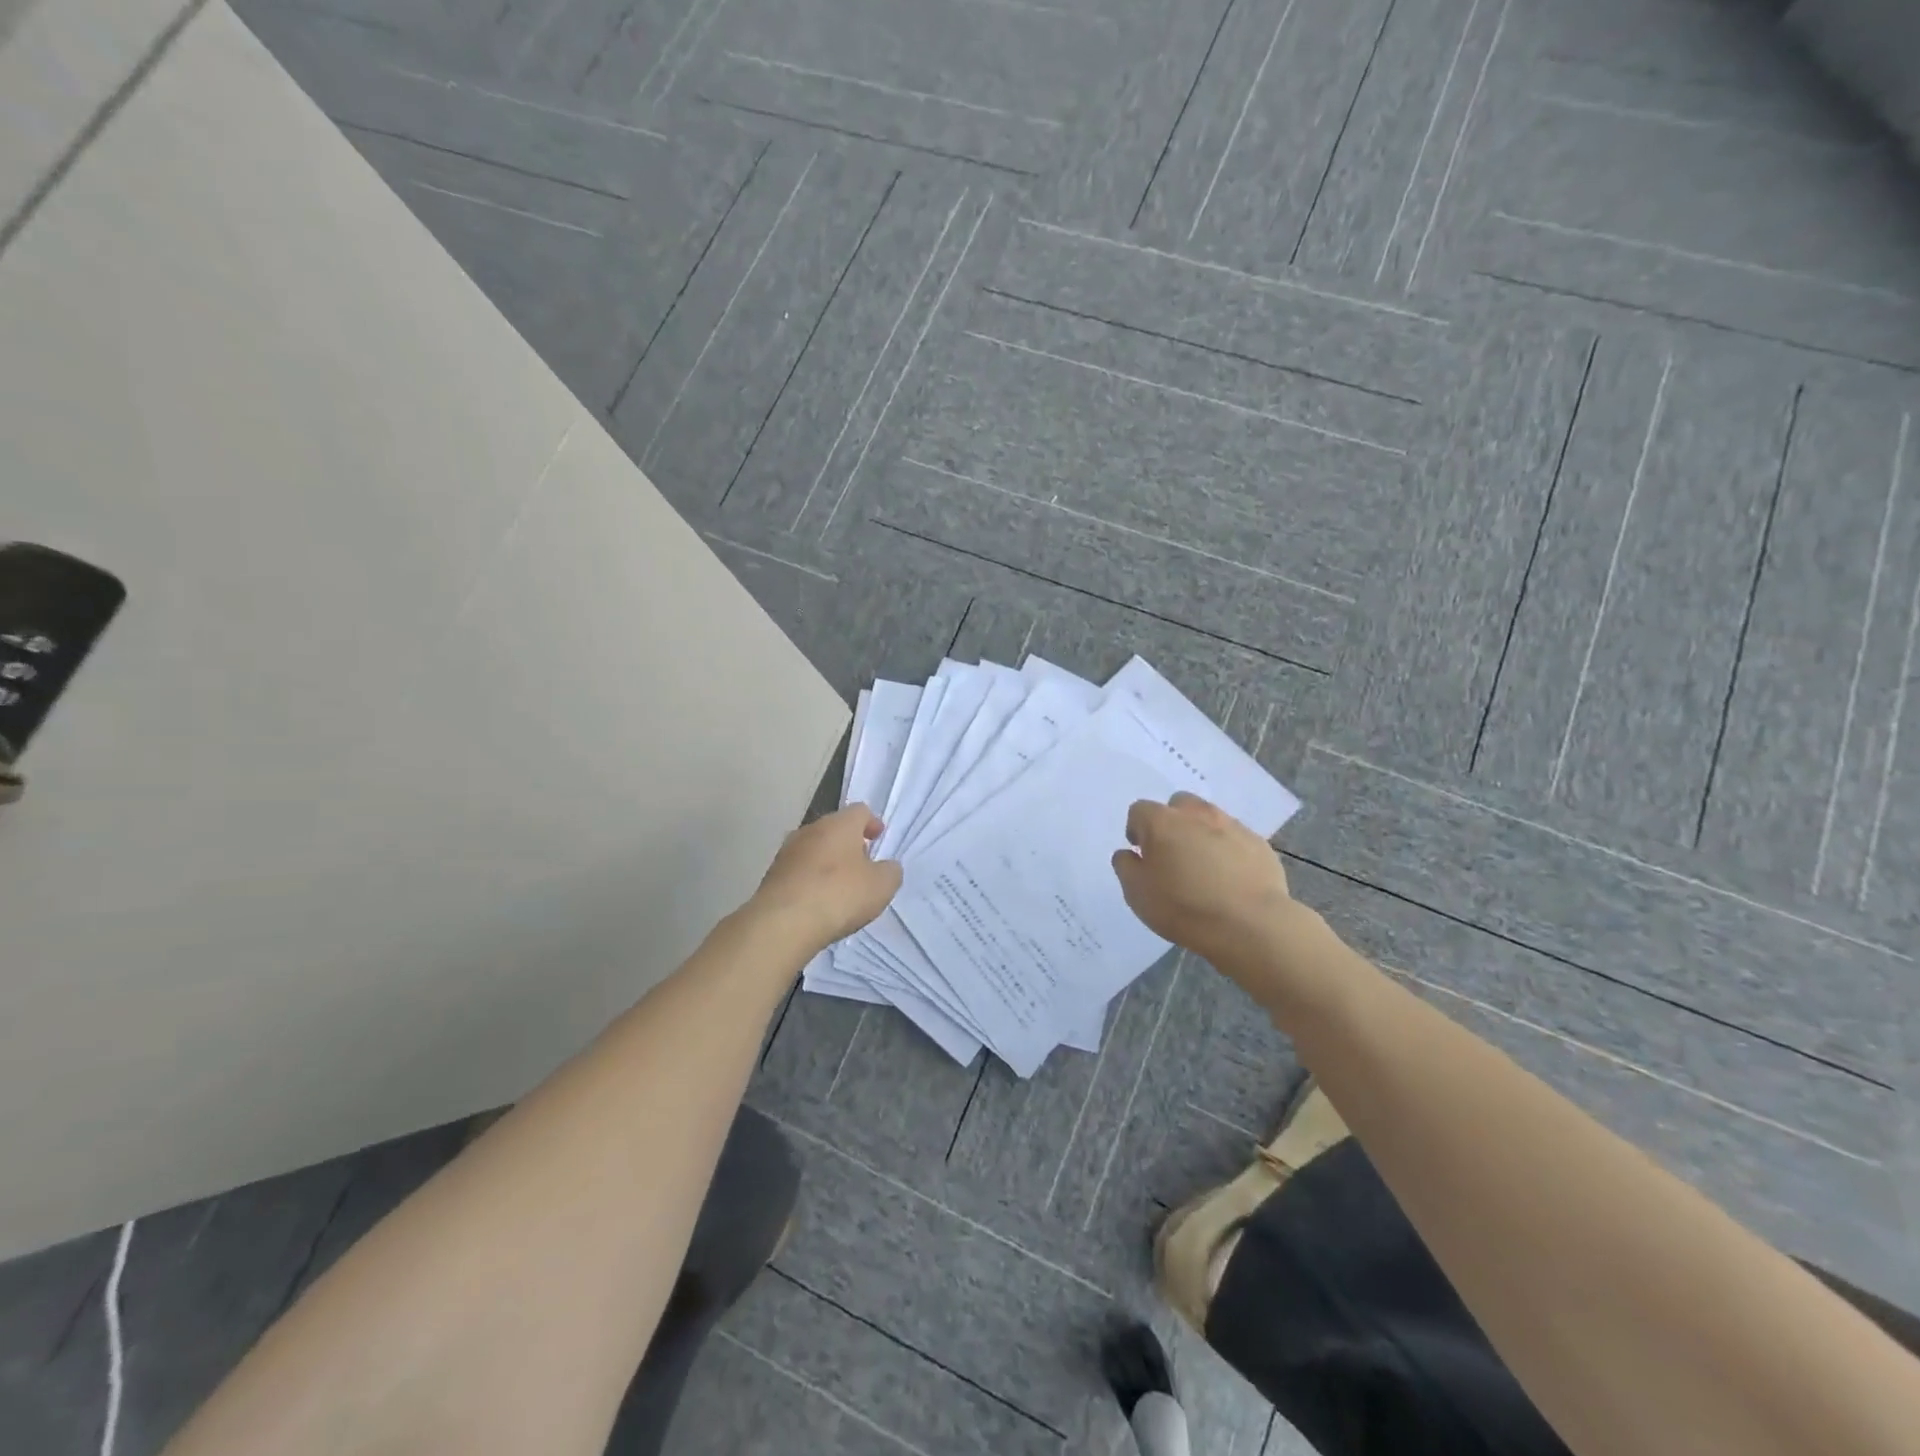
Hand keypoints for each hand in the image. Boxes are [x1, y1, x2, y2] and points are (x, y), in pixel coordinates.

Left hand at [748, 803, 902, 953]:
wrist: (783, 923)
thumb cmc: (839, 895)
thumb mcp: (882, 886)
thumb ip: (890, 871)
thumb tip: (887, 867)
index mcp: (839, 824)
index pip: (860, 810)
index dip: (872, 823)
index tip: (878, 838)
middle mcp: (810, 830)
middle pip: (834, 829)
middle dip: (849, 843)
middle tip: (862, 864)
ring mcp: (786, 852)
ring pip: (814, 849)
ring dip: (827, 862)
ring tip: (839, 887)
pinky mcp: (771, 876)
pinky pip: (798, 871)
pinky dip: (810, 880)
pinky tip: (817, 902)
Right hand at [1111, 792, 1308, 979]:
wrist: (1250, 925)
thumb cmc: (1183, 907)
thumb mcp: (1137, 893)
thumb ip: (1125, 866)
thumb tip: (1128, 853)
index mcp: (1162, 821)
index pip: (1139, 810)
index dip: (1136, 831)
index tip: (1141, 855)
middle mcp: (1196, 814)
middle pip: (1178, 805)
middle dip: (1171, 823)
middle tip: (1172, 855)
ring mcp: (1232, 826)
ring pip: (1210, 819)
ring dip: (1201, 834)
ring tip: (1203, 868)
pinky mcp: (1259, 844)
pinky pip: (1236, 839)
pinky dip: (1229, 851)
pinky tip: (1230, 879)